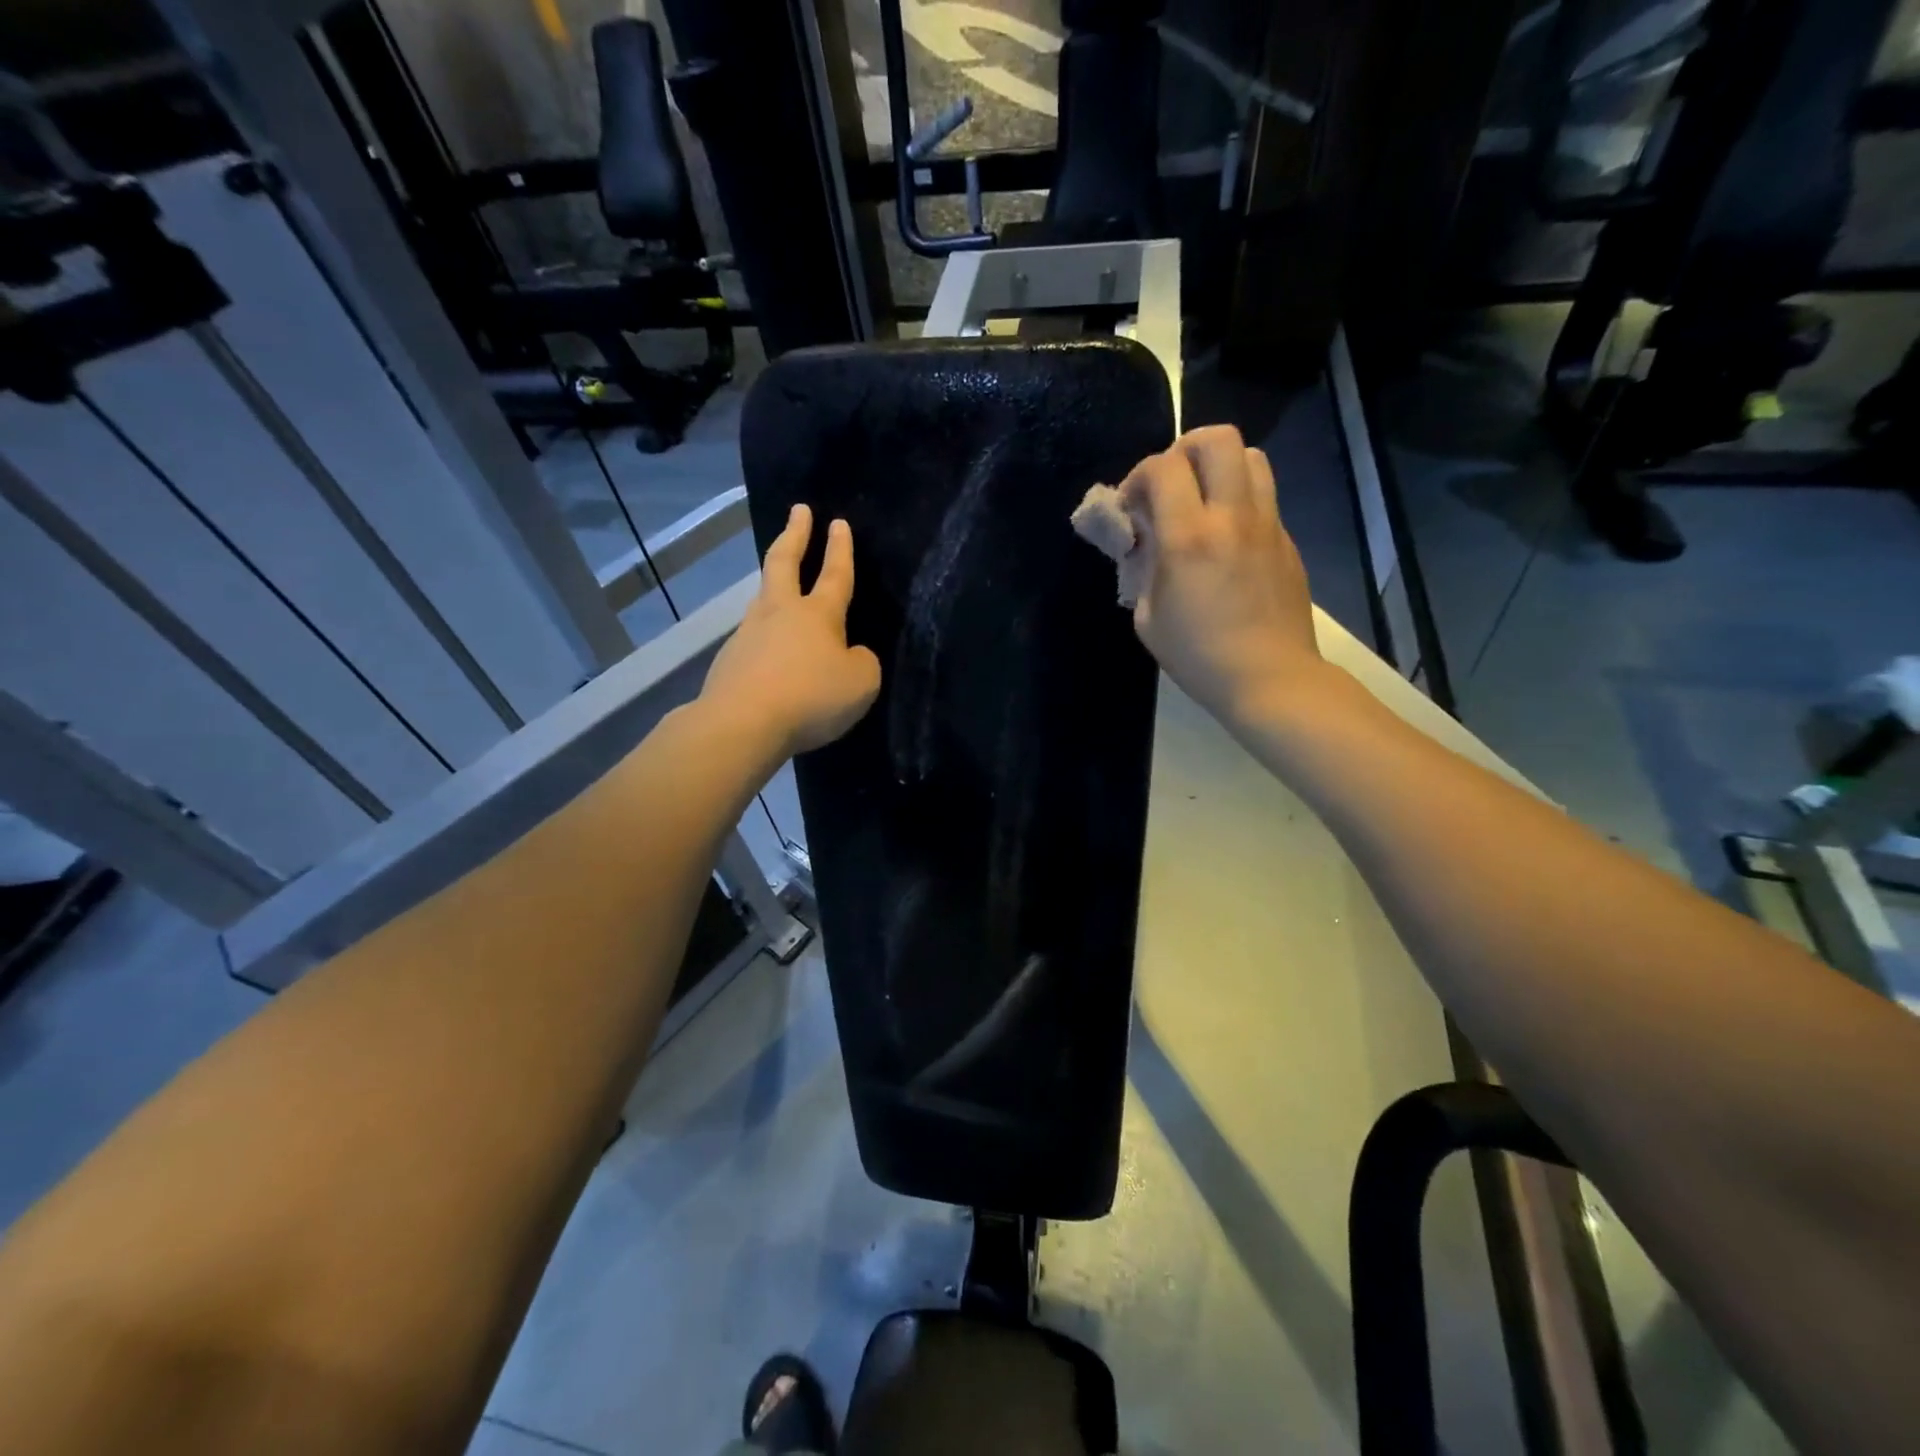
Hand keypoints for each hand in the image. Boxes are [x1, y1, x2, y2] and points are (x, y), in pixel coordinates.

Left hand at [701, 504, 882, 757]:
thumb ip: (862, 662)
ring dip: (774, 583)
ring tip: (780, 580)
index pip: (834, 574)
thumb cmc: (811, 698)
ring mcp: (749, 634)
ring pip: (763, 598)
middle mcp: (780, 613)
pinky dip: (765, 636)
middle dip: (795, 534)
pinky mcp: (730, 661)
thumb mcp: (861, 683)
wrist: (742, 723)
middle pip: (784, 563)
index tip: (838, 522)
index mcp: (818, 614)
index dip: (840, 549)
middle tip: (798, 511)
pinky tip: (770, 652)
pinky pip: (753, 639)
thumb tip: (851, 655)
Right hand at [1120, 425, 1322, 725]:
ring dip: (1219, 467)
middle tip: (1171, 482)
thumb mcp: (1148, 617)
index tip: (1131, 505)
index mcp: (1189, 537)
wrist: (1268, 678)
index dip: (1138, 476)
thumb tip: (1147, 541)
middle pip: (1218, 439)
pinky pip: (1263, 497)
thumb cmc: (1197, 656)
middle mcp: (1232, 517)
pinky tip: (1226, 539)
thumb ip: (1144, 567)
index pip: (1163, 467)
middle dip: (1184, 449)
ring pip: (1251, 457)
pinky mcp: (1286, 541)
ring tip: (1202, 499)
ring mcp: (1267, 525)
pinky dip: (1239, 501)